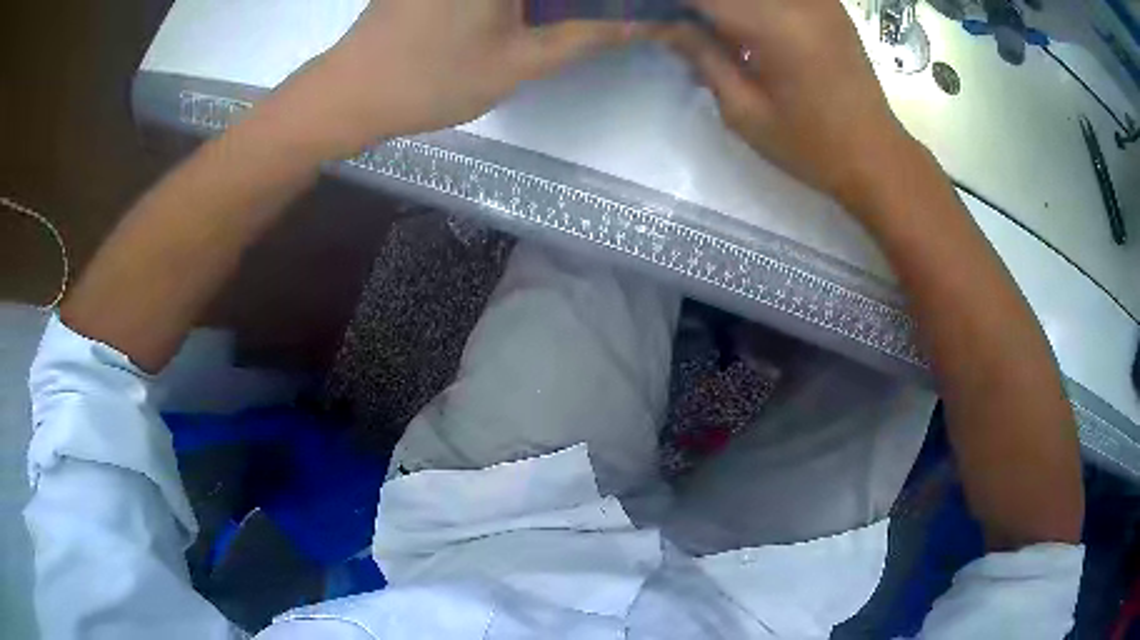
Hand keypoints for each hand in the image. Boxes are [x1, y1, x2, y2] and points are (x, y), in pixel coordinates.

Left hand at [281, 0, 643, 157]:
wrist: (349, 93)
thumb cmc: (430, 79)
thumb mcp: (521, 61)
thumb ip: (589, 34)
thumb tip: (646, 22)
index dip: (613, 0)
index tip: (636, 12)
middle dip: (581, 2)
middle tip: (613, 16)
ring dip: (550, 2)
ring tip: (580, 18)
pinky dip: (527, 0)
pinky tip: (540, 11)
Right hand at [661, 0, 917, 209]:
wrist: (876, 157)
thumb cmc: (811, 146)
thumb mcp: (744, 111)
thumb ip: (702, 56)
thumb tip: (664, 24)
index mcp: (774, 25)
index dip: (671, 6)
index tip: (650, 17)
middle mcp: (798, 0)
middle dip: (700, 8)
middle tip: (683, 29)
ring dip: (725, 9)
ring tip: (713, 33)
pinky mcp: (829, 5)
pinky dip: (752, 8)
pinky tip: (745, 30)